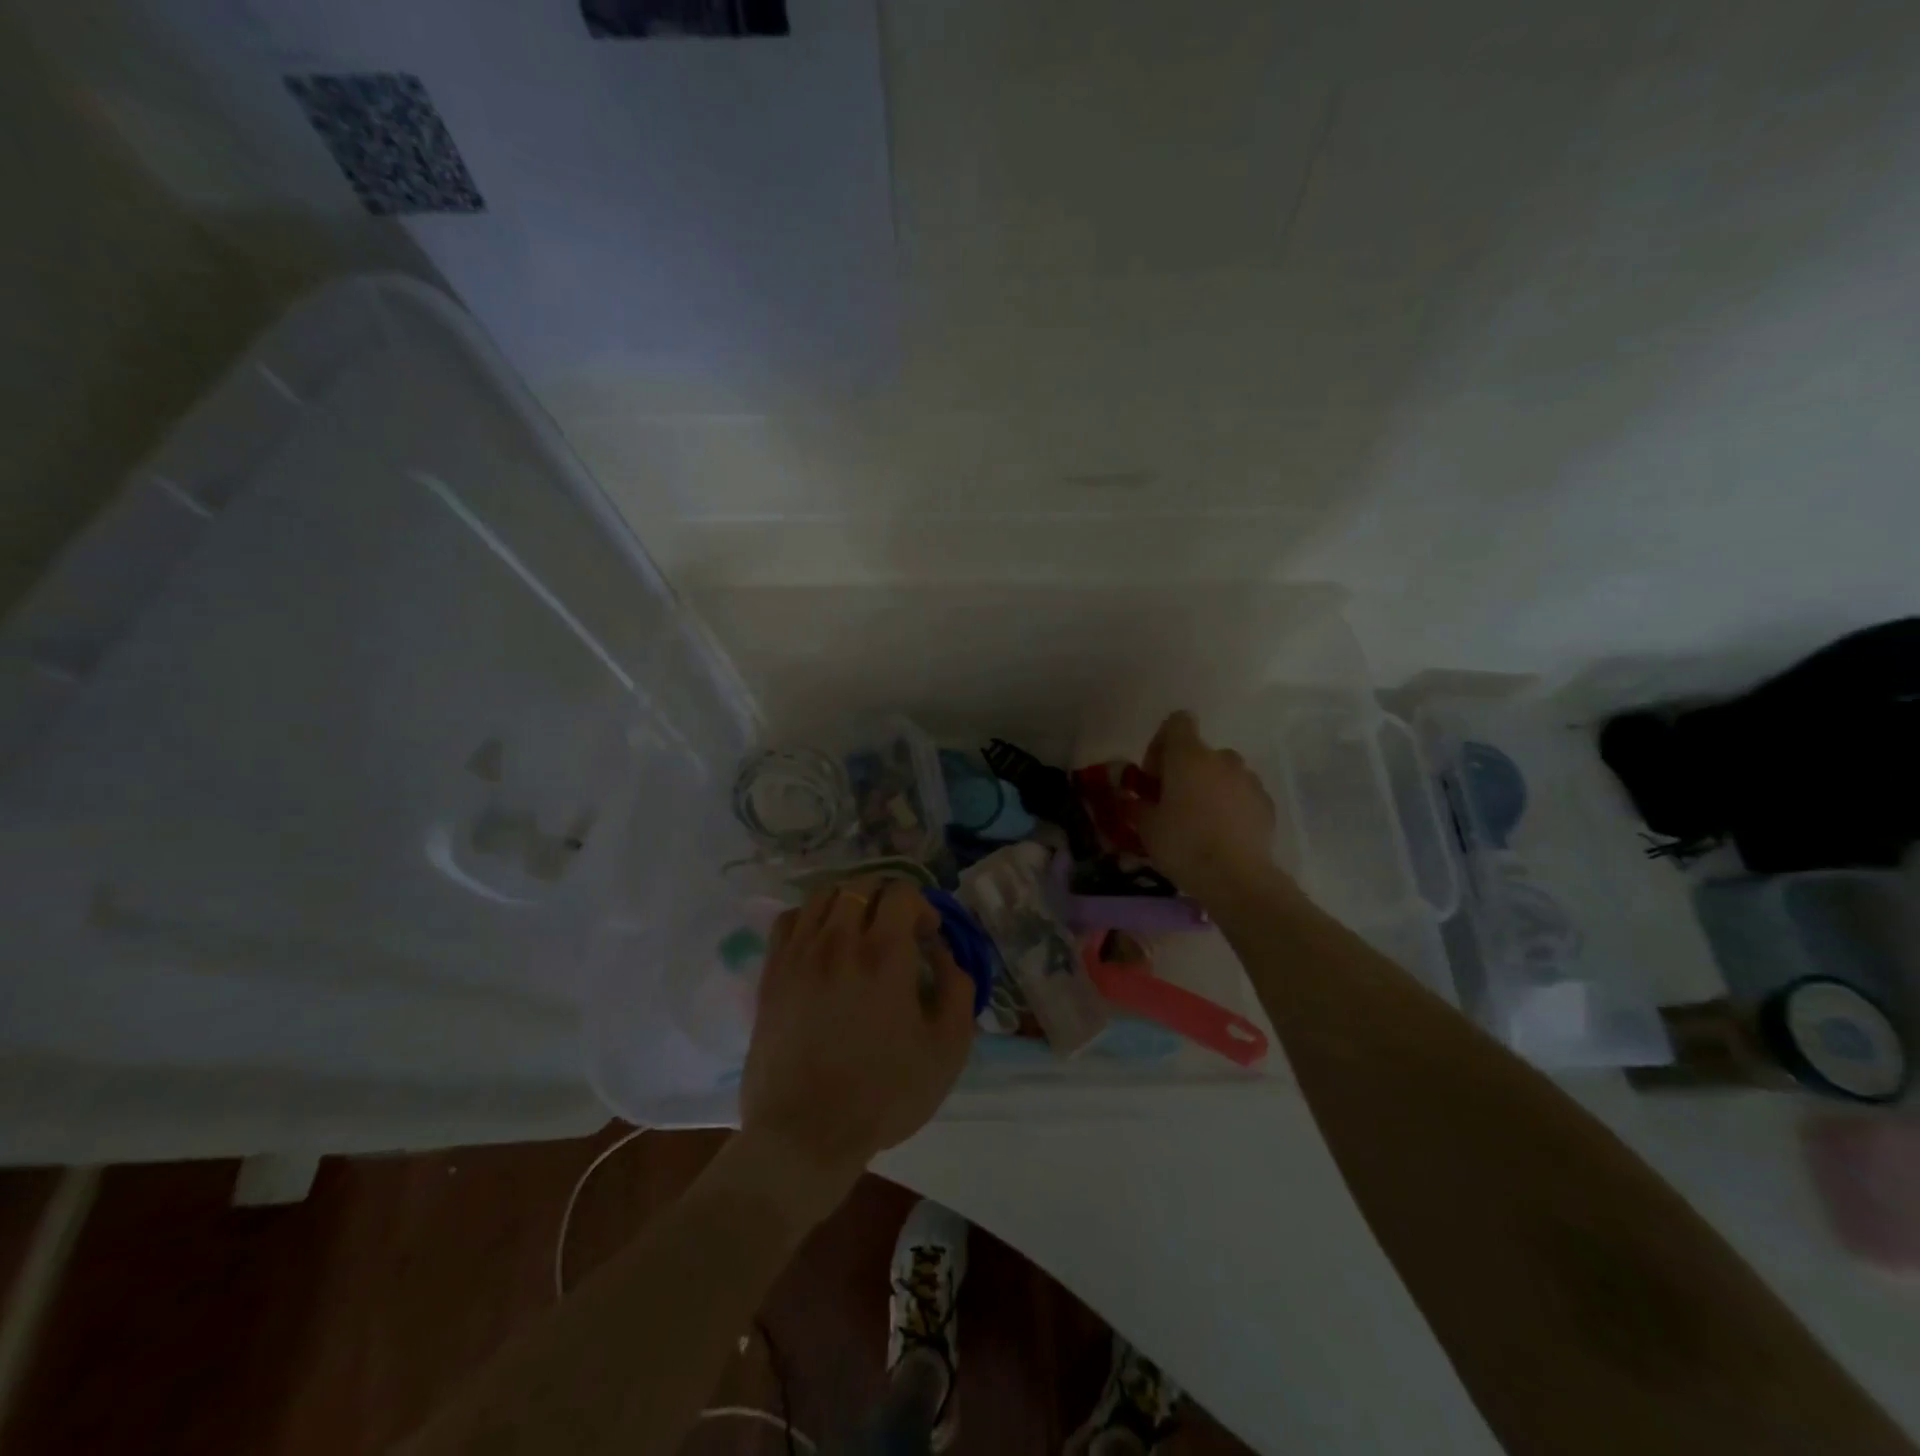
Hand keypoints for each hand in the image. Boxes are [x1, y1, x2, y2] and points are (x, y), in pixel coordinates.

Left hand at [739, 876, 975, 1215]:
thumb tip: (944, 953)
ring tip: (858, 932)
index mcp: (884, 954)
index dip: (921, 907)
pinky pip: (789, 920)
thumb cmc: (884, 1094)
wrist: (805, 1134)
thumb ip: (957, 989)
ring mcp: (800, 955)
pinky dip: (810, 918)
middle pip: (861, 886)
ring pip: (823, 896)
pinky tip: (821, 943)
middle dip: (886, 900)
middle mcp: (838, 940)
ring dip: (848, 903)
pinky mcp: (772, 974)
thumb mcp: (947, 1048)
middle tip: (896, 932)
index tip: (926, 937)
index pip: (901, 892)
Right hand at [1138, 711, 1280, 898]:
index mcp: (1188, 756)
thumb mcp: (1146, 827)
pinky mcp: (1266, 803)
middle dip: (1184, 771)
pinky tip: (1222, 834)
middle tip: (1171, 803)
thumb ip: (1136, 805)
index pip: (1177, 722)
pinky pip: (1242, 794)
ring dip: (1209, 787)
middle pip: (1199, 752)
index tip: (1153, 775)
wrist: (1237, 878)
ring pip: (1223, 773)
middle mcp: (1222, 759)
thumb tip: (1131, 798)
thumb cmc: (1184, 845)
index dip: (1161, 742)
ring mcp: (1249, 780)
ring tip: (1199, 821)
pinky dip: (1230, 805)